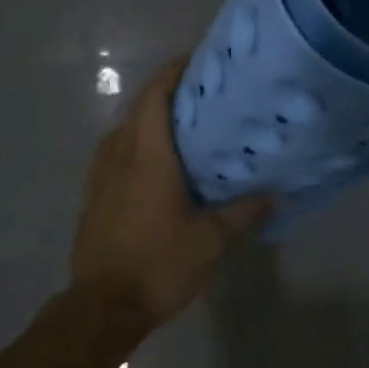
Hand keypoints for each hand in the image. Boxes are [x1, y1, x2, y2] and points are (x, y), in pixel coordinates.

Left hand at [70, 57, 272, 332]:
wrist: (102, 306)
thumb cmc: (159, 265)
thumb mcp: (210, 241)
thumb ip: (242, 213)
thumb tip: (275, 195)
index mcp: (147, 155)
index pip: (156, 95)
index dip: (175, 72)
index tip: (200, 62)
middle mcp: (119, 154)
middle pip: (140, 107)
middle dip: (168, 92)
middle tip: (204, 94)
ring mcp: (100, 174)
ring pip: (125, 130)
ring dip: (150, 119)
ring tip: (184, 125)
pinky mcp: (93, 195)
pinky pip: (116, 153)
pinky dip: (137, 144)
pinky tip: (158, 164)